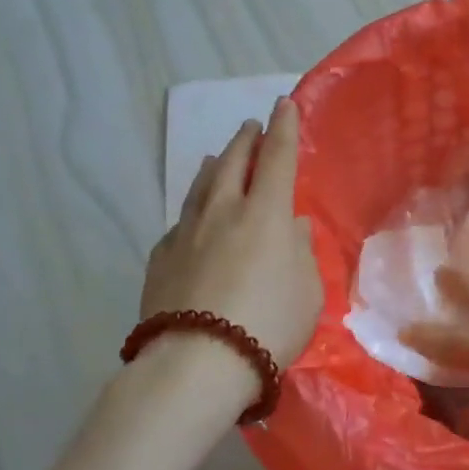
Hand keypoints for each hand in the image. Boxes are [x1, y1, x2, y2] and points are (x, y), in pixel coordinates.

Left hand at [140, 97, 323, 393]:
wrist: (196, 363)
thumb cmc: (268, 325)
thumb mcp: (307, 291)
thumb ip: (300, 252)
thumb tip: (290, 226)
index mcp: (265, 214)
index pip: (277, 158)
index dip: (283, 129)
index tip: (283, 105)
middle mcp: (223, 212)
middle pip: (232, 163)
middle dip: (245, 141)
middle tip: (250, 126)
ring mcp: (187, 233)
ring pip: (200, 186)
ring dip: (212, 165)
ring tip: (215, 156)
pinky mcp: (161, 259)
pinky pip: (181, 222)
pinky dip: (192, 208)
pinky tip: (192, 215)